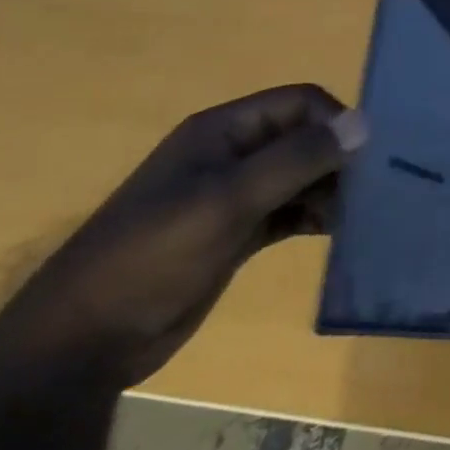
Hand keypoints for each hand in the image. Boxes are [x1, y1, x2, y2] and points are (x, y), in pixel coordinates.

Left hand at [0, 84, 364, 389]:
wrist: (79, 346)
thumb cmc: (151, 257)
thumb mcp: (227, 202)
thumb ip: (297, 159)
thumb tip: (364, 122)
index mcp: (222, 131)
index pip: (300, 103)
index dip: (335, 122)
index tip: (366, 158)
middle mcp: (232, 155)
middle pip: (304, 137)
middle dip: (339, 158)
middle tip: (371, 191)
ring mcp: (233, 196)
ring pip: (301, 175)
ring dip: (331, 189)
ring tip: (358, 216)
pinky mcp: (236, 234)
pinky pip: (290, 210)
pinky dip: (316, 216)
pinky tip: (339, 232)